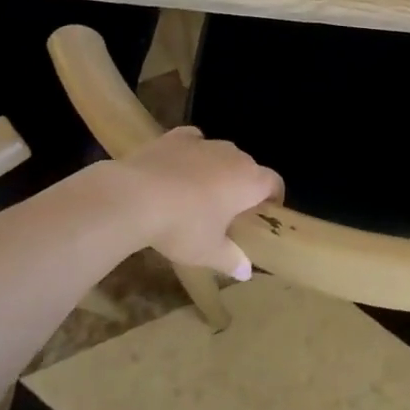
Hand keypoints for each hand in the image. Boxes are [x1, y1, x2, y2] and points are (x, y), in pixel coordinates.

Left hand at [119, 127, 282, 278]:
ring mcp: (204, 143)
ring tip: (200, 193)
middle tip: (229, 211)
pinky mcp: (176, 137)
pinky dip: (192, 153)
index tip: (264, 214)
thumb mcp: (208, 252)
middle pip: (248, 168)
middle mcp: (233, 156)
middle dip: (243, 185)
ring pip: (221, 154)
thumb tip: (246, 272)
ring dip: (218, 170)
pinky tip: (179, 168)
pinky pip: (194, 142)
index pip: (274, 183)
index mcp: (249, 181)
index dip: (273, 198)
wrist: (135, 197)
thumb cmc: (182, 226)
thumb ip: (231, 259)